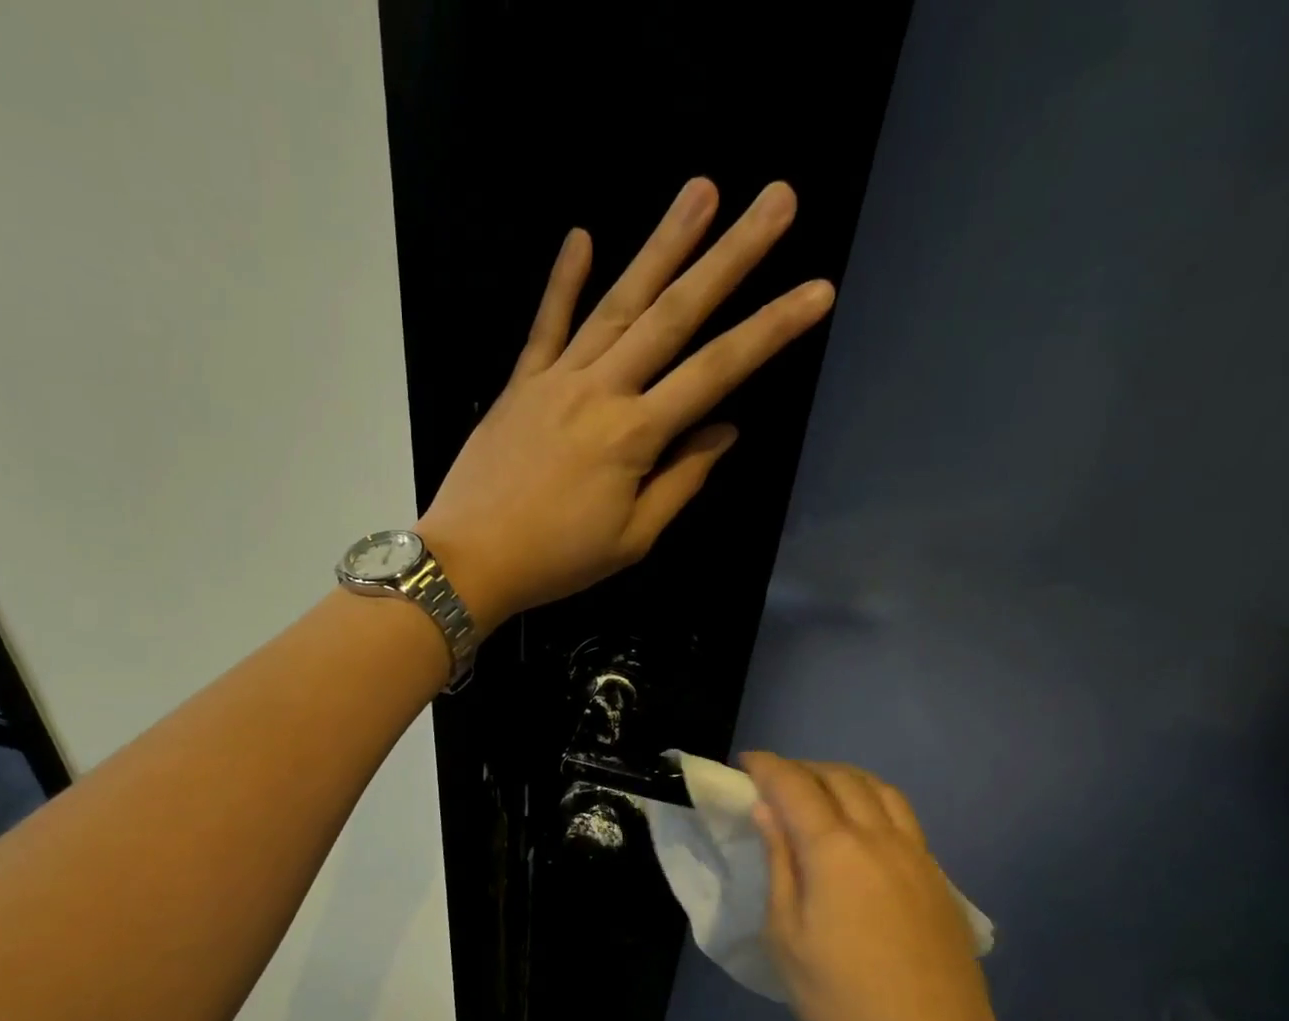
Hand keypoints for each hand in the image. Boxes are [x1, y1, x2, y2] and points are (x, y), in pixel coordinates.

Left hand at [416, 178, 834, 631]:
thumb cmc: (556, 560)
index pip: (715, 373)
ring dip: (662, 245)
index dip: (770, 330)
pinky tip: (580, 235)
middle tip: (777, 199)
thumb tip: (724, 432)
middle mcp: (601, 392)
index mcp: (634, 436)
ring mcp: (556, 380)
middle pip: (674, 316)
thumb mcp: (631, 539)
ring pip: (617, 303)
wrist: (469, 561)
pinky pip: (545, 325)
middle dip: (731, 256)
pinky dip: (562, 282)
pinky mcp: (520, 384)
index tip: (818, 291)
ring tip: (702, 190)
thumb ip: (680, 481)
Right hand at [741, 752, 1021, 1020]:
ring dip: (843, 778)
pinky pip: (902, 817)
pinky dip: (872, 801)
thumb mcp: (787, 937)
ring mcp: (917, 856)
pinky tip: (858, 829)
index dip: (768, 768)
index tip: (745, 762)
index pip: (796, 787)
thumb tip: (767, 811)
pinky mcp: (938, 879)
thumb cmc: (842, 1001)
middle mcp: (881, 839)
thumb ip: (779, 865)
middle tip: (774, 780)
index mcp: (836, 851)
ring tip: (817, 793)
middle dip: (803, 768)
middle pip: (841, 778)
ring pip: (880, 790)